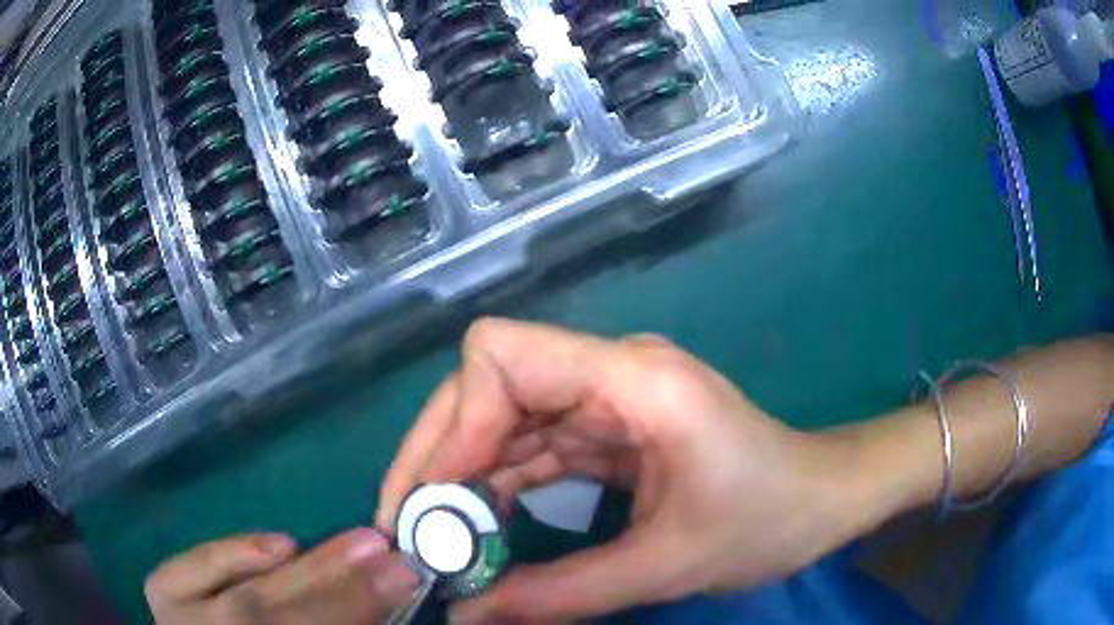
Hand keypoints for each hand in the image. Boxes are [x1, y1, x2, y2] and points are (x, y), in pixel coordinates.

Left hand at [145, 529, 418, 624]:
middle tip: (386, 552)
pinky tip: (280, 543)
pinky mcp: (163, 596)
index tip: (404, 576)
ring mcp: (180, 623)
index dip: (355, 609)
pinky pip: (193, 570)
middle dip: (339, 588)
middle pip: (275, 619)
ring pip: (243, 599)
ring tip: (354, 543)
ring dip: (304, 570)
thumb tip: (385, 601)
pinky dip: (235, 554)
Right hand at [376, 319, 887, 621]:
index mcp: (633, 380)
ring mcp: (609, 399)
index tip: (431, 502)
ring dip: (463, 478)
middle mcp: (611, 373)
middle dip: (440, 456)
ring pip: (503, 420)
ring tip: (435, 540)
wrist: (826, 499)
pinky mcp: (612, 429)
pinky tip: (482, 530)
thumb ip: (559, 595)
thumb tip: (464, 616)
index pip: (501, 357)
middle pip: (489, 387)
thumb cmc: (770, 519)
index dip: (453, 425)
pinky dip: (499, 487)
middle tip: (409, 529)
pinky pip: (534, 448)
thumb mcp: (666, 566)